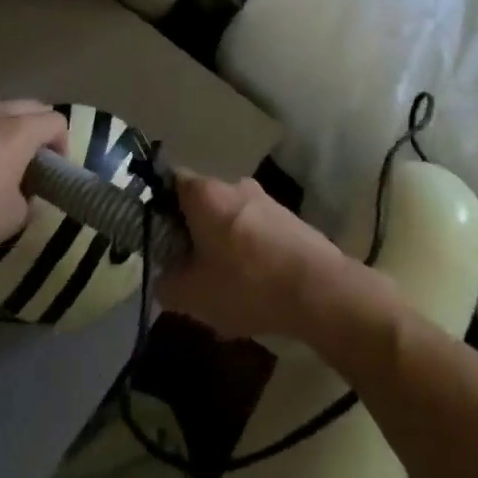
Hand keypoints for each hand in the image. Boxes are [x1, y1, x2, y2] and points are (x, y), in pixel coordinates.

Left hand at [0, 101, 66, 263]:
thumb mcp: (14, 217)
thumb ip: (26, 199)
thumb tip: (21, 196)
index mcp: (18, 131)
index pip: (55, 121)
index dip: (64, 143)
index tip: (57, 170)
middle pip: (28, 106)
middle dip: (38, 128)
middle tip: (36, 159)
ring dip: (6, 128)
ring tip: (0, 160)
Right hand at [155, 172, 354, 341]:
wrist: (319, 291)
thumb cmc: (246, 284)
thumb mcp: (192, 295)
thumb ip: (166, 284)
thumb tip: (163, 278)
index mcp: (205, 194)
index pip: (170, 182)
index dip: (158, 207)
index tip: (158, 238)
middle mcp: (235, 186)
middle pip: (202, 203)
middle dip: (192, 233)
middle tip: (187, 269)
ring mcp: (266, 200)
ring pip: (230, 219)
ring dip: (222, 244)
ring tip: (222, 286)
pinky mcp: (290, 220)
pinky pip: (256, 232)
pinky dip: (248, 253)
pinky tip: (252, 289)